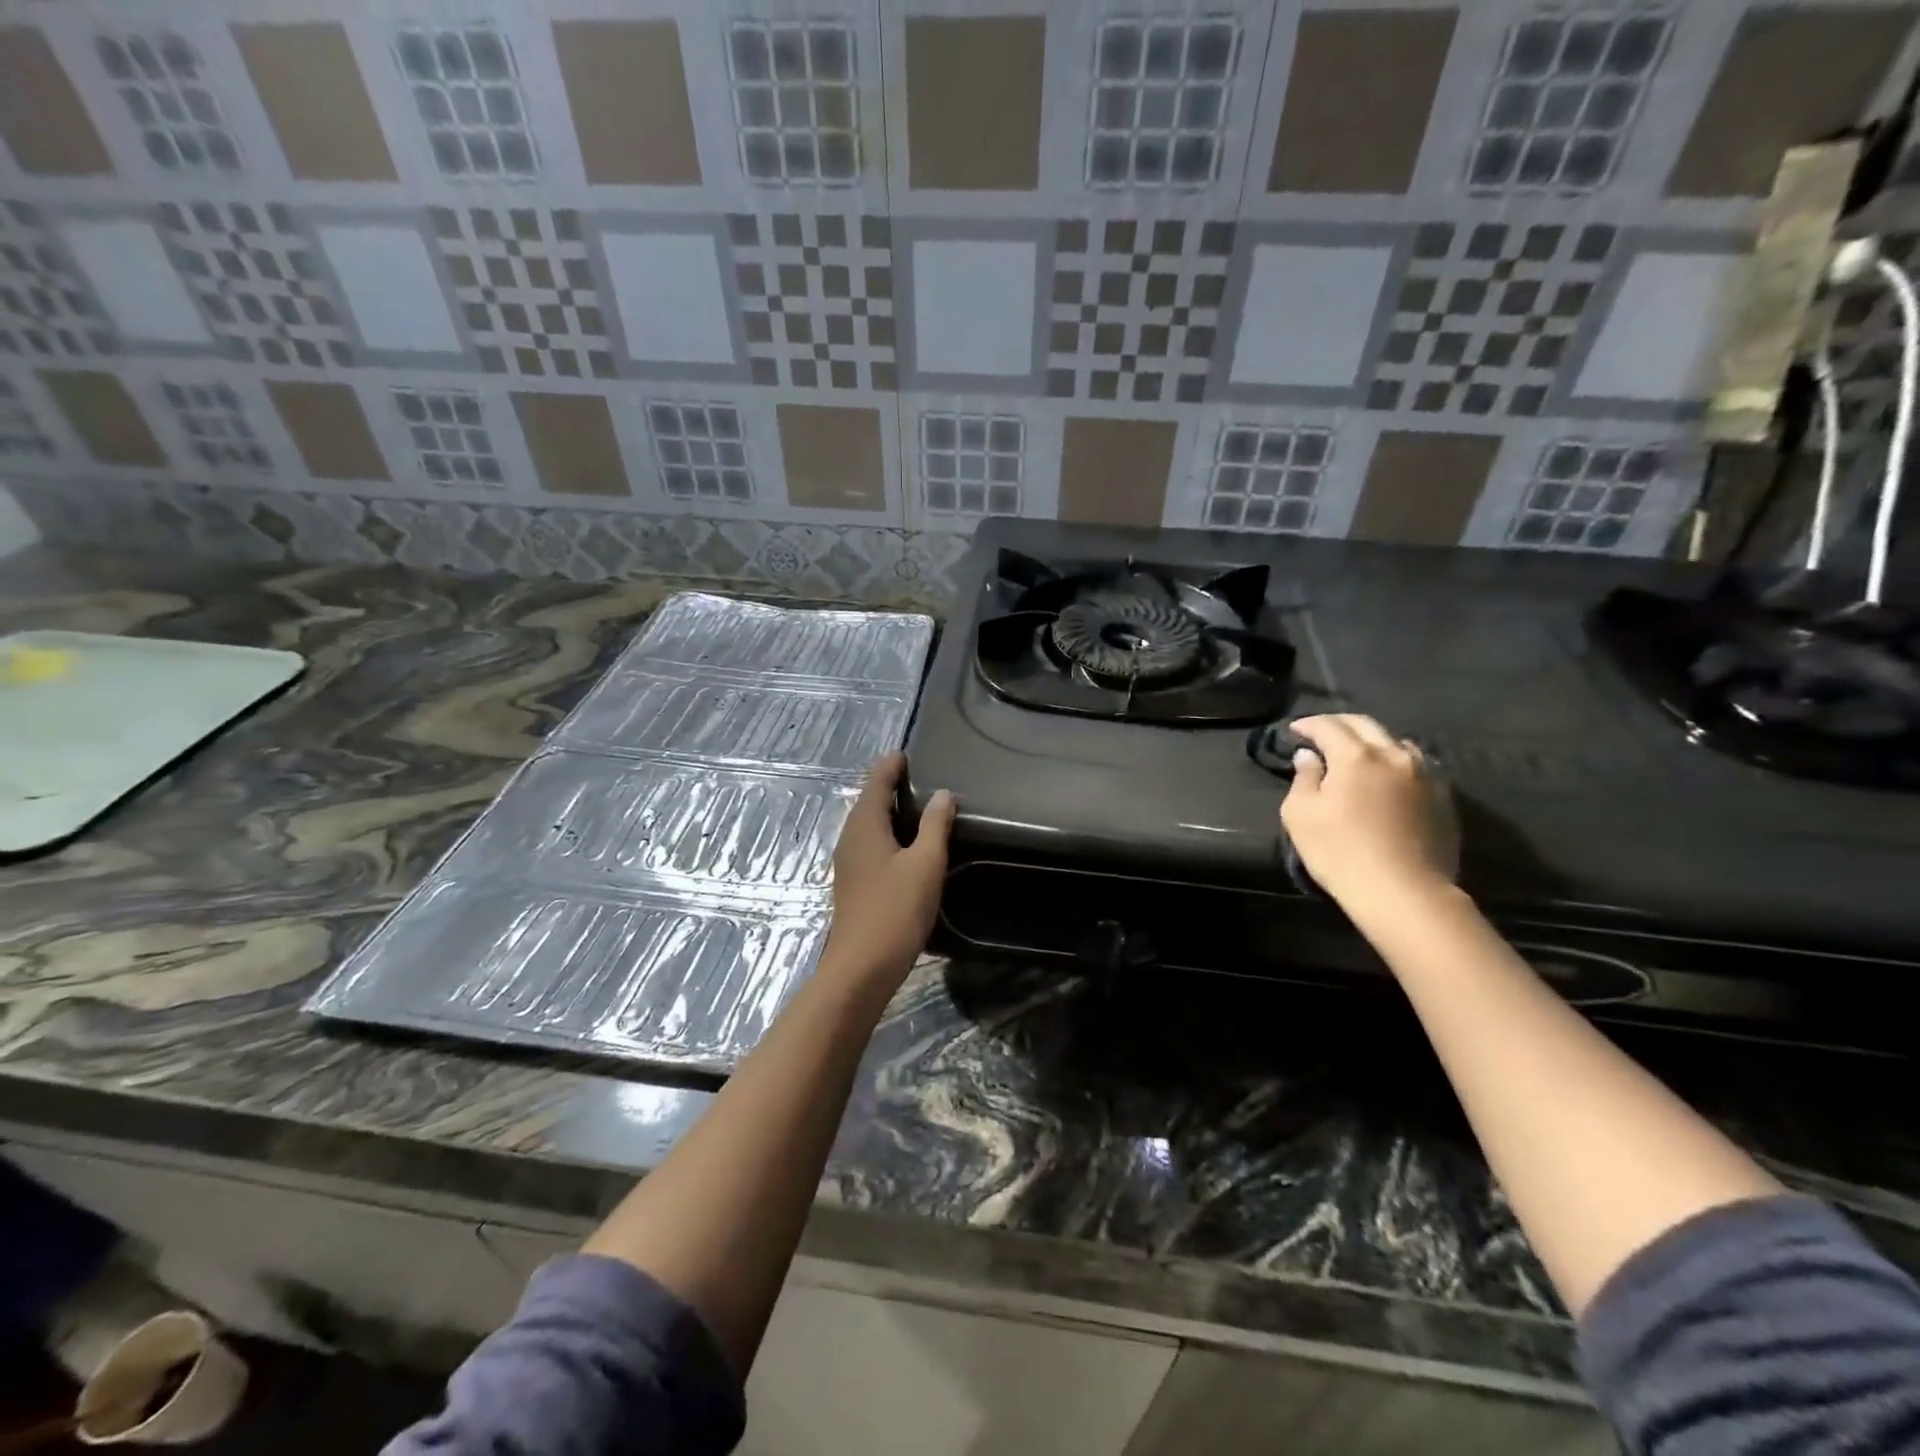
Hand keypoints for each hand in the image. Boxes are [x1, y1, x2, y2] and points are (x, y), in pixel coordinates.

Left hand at [823, 754, 955, 988]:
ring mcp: (849, 862)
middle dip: (889, 786)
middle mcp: (851, 838)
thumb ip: (935, 826)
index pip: (876, 782)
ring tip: (917, 806)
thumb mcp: (925, 864)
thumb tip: (943, 794)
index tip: (907, 753)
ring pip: (868, 825)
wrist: (862, 967)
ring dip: (889, 811)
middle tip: (918, 775)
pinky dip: (887, 834)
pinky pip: (870, 844)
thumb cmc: (895, 910)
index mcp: (865, 826)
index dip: (890, 766)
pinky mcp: (854, 883)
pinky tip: (906, 845)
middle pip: (869, 801)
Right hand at [1280, 714, 1457, 910]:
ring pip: (1397, 742)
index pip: (1328, 726)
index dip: (1308, 724)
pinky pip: (1418, 766)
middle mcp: (1394, 755)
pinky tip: (1389, 778)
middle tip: (1322, 733)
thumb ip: (1303, 778)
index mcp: (1356, 755)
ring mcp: (1425, 775)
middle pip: (1365, 725)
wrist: (1404, 892)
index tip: (1294, 730)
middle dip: (1340, 724)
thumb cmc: (1340, 852)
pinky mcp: (1443, 798)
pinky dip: (1397, 762)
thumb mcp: (1301, 815)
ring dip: (1373, 741)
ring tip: (1359, 753)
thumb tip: (1309, 756)